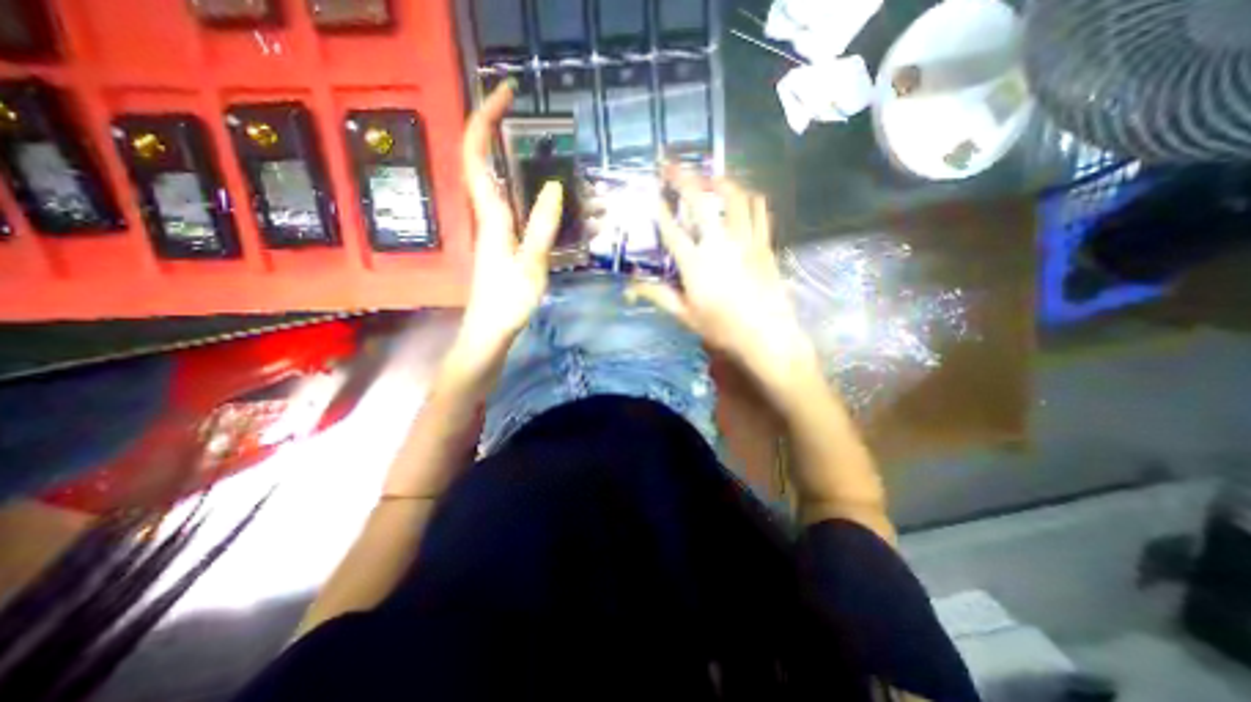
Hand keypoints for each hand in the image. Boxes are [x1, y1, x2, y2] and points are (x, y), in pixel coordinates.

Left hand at [457, 83, 565, 362]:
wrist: (491, 332)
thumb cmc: (507, 302)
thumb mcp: (530, 264)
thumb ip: (541, 226)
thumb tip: (553, 187)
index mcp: (491, 216)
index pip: (477, 154)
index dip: (485, 118)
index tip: (507, 93)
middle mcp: (492, 215)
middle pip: (499, 166)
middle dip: (525, 146)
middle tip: (561, 146)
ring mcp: (501, 230)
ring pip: (522, 194)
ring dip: (554, 189)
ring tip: (593, 199)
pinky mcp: (511, 243)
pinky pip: (531, 216)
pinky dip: (555, 212)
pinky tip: (582, 222)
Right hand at [624, 166, 822, 391]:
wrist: (767, 336)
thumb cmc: (722, 328)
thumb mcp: (685, 315)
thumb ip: (658, 295)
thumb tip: (631, 285)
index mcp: (695, 264)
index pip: (671, 230)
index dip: (659, 209)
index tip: (651, 193)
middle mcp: (719, 244)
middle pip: (699, 201)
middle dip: (682, 178)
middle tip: (670, 165)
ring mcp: (745, 240)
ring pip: (734, 196)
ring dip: (719, 180)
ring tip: (707, 177)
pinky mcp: (765, 243)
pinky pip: (759, 210)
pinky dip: (749, 197)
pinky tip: (742, 197)